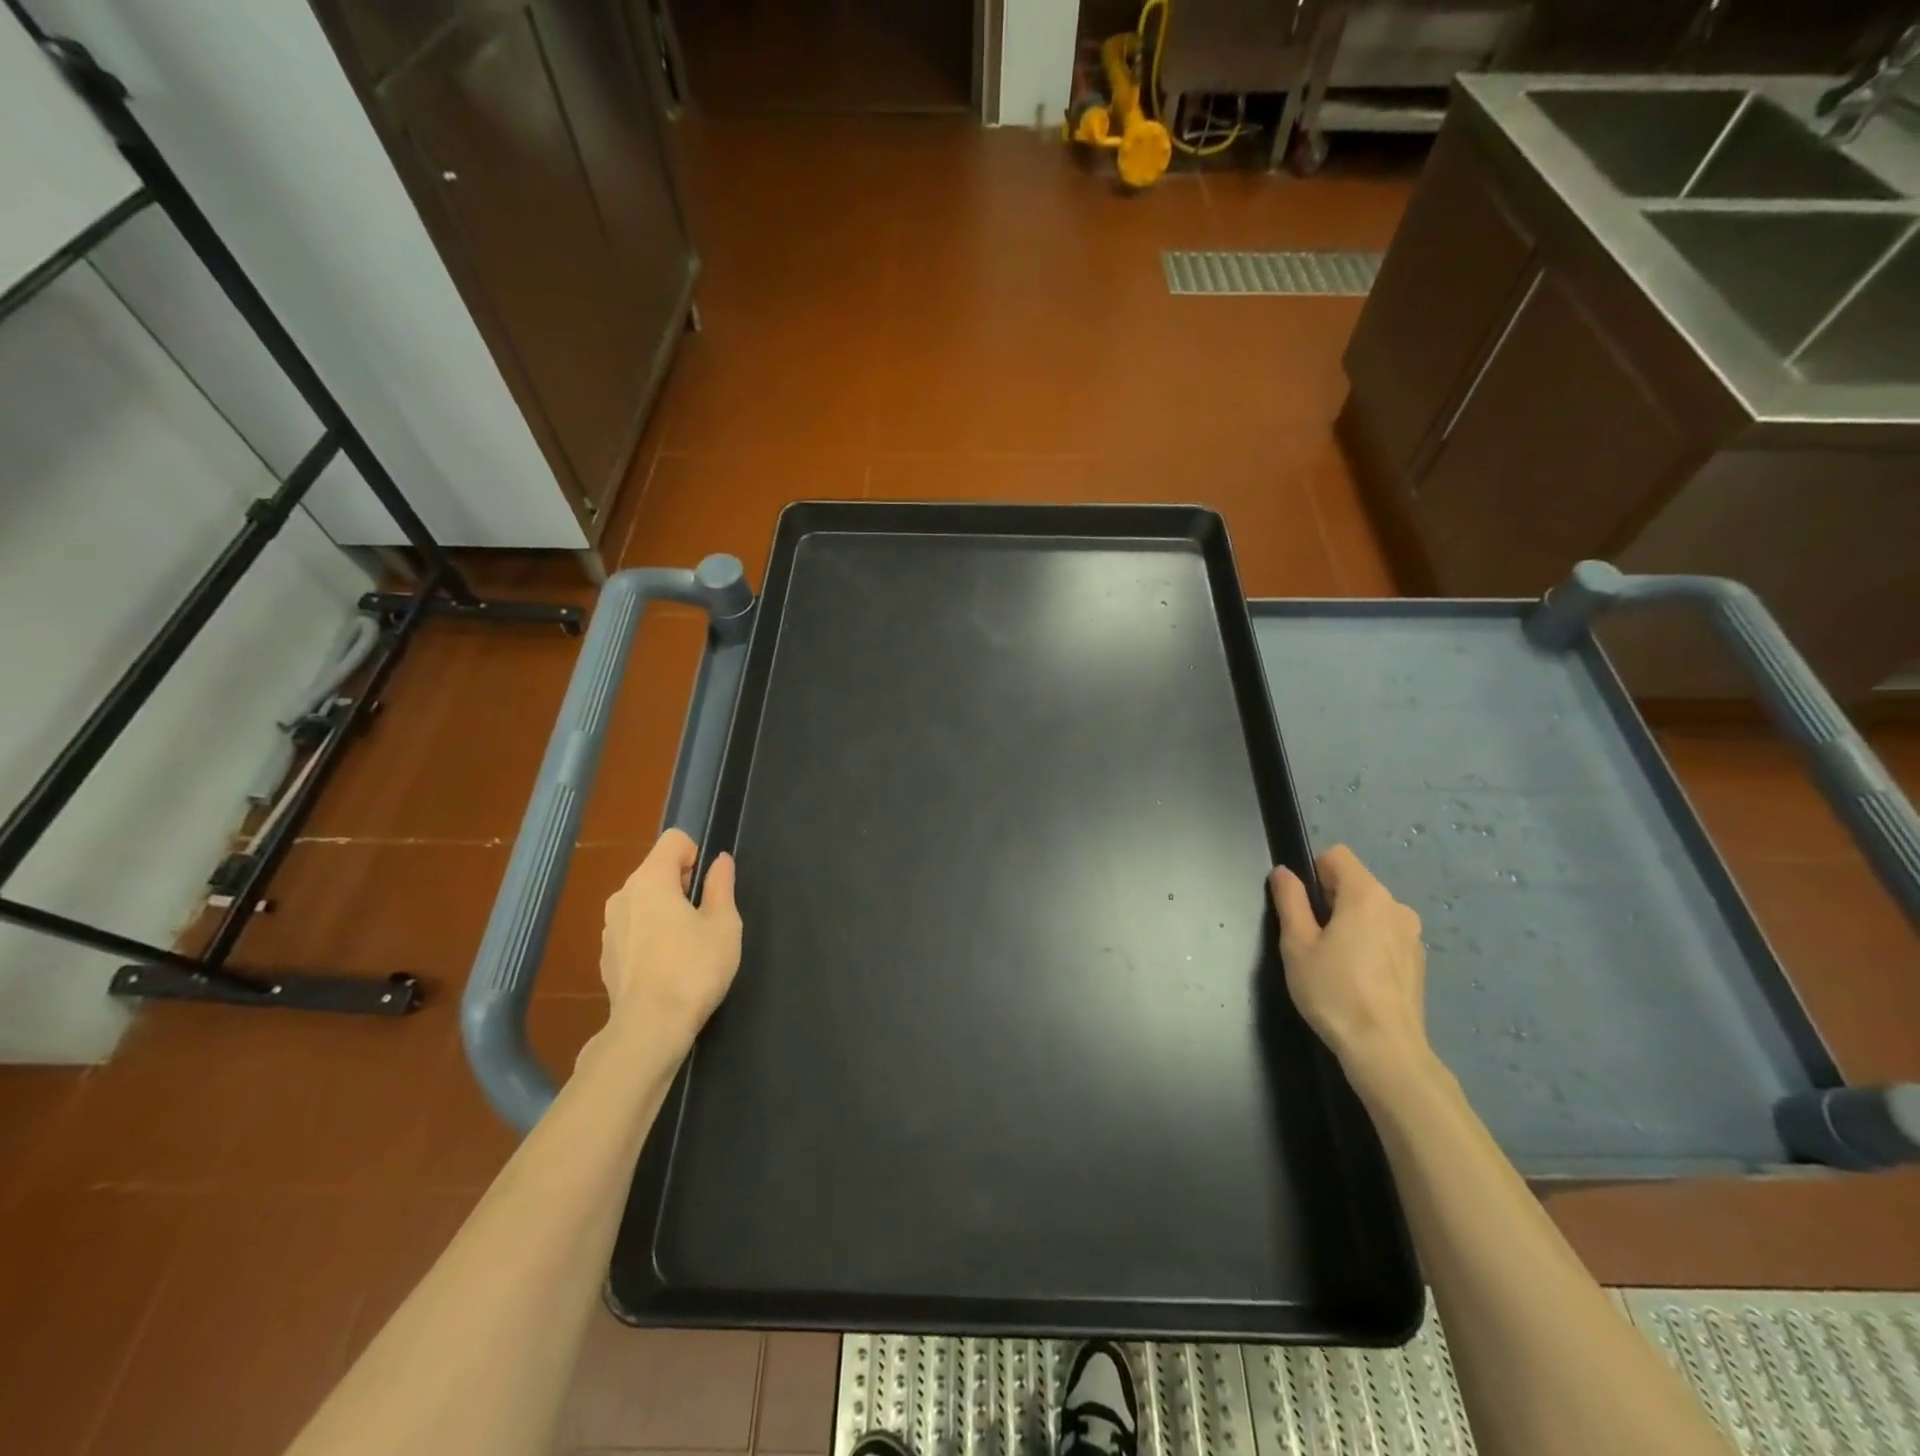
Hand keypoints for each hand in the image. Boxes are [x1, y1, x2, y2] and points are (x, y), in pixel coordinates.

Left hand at [601, 829, 741, 1047]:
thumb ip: (721, 886)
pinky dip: (651, 935)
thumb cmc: (693, 968)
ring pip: (644, 901)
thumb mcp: (723, 924)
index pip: (674, 840)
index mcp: (650, 879)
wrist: (649, 1028)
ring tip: (688, 945)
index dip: (697, 854)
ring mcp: (610, 927)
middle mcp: (623, 895)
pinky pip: (634, 929)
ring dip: (665, 911)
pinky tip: (667, 966)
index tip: (709, 887)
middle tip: (706, 919)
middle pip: (657, 870)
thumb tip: (720, 861)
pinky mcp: (606, 956)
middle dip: (682, 884)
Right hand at [1269, 846, 1427, 1090]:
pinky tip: (1356, 978)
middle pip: (1354, 883)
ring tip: (1333, 962)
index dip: (1312, 872)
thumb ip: (1289, 900)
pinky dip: (1368, 944)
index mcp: (1366, 895)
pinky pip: (1385, 935)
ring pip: (1370, 911)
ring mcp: (1412, 935)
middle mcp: (1396, 906)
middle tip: (1310, 939)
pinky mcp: (1418, 961)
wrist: (1385, 1050)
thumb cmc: (1333, 991)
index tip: (1300, 906)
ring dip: (1350, 923)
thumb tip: (1283, 872)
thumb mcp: (1297, 943)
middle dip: (1329, 900)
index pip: (1337, 856)